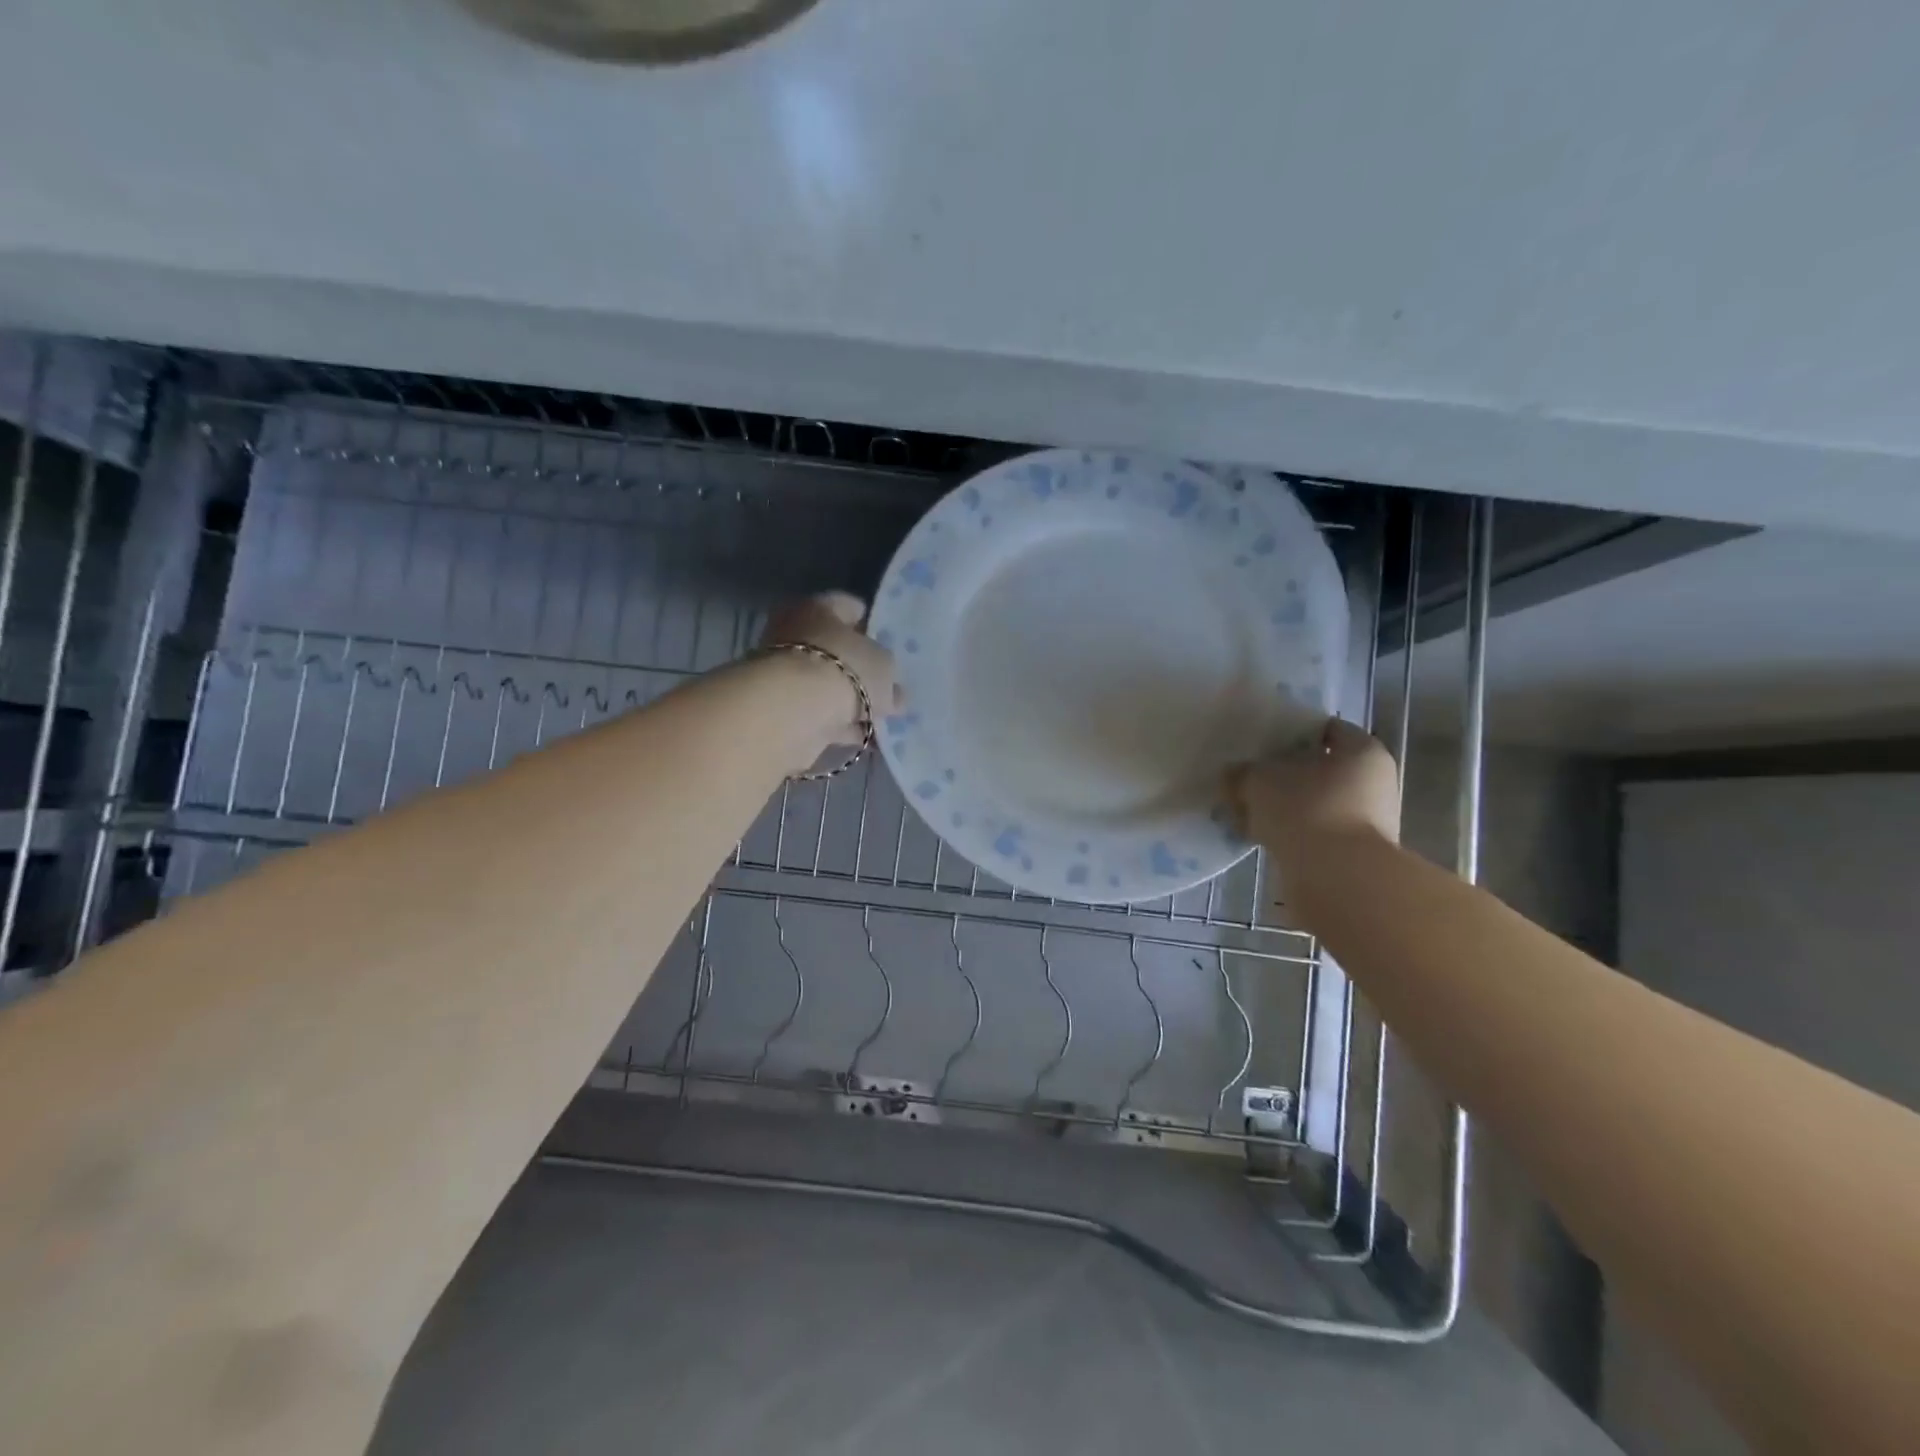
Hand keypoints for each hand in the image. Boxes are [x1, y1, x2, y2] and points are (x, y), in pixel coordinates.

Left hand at [760, 592, 900, 747]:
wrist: (793, 712)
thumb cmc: (843, 669)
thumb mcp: (883, 667)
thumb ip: (889, 676)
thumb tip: (895, 693)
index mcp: (817, 608)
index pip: (847, 606)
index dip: (870, 622)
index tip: (888, 641)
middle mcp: (794, 634)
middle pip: (834, 647)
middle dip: (859, 666)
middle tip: (887, 682)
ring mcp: (785, 674)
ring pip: (827, 684)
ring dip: (851, 700)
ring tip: (882, 716)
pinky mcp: (783, 709)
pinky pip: (821, 713)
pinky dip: (840, 723)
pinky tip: (864, 735)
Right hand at [1225, 717, 1400, 865]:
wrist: (1337, 879)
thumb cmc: (1306, 810)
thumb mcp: (1259, 780)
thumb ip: (1243, 772)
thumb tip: (1233, 774)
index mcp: (1363, 751)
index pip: (1325, 729)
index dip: (1291, 732)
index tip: (1261, 741)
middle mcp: (1374, 783)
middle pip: (1321, 769)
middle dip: (1284, 774)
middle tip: (1249, 777)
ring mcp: (1368, 822)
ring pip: (1315, 803)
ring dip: (1284, 807)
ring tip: (1246, 810)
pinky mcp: (1353, 854)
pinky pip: (1314, 833)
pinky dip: (1290, 833)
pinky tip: (1259, 836)